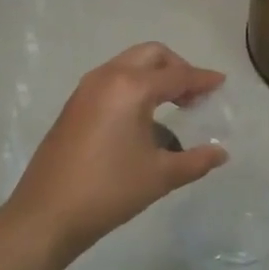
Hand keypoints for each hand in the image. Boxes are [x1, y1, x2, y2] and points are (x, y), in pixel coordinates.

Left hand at [10, 42, 227, 256]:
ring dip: (154, 76)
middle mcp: (107, 78)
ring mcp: (86, 90)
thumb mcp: (161, 176)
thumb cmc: (110, 190)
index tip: (221, 83)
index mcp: (131, 88)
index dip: (202, 79)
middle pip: (151, 55)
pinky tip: (143, 119)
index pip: (177, 75)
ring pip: (128, 65)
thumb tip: (221, 153)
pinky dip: (134, 87)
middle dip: (177, 68)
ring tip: (174, 106)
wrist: (47, 214)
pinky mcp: (74, 106)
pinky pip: (112, 81)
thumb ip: (196, 160)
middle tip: (195, 94)